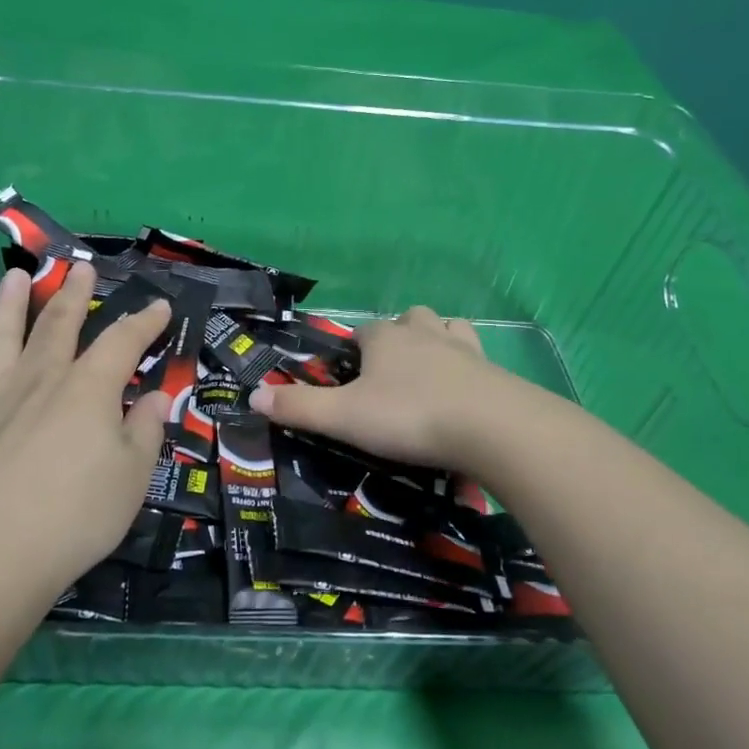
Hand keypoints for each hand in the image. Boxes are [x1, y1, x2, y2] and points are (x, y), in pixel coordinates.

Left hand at [0, 262, 172, 602]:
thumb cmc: (72, 518)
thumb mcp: (131, 479)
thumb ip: (145, 432)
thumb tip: (156, 398)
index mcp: (88, 389)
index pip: (122, 341)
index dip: (144, 322)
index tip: (158, 305)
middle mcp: (39, 380)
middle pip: (58, 324)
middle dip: (73, 294)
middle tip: (80, 268)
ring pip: (2, 336)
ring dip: (11, 304)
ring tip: (15, 276)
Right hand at [249, 306, 499, 470]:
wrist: (492, 428)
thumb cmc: (410, 416)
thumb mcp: (345, 417)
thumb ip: (299, 407)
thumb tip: (254, 394)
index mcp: (385, 338)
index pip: (362, 332)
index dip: (354, 351)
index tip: (350, 378)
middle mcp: (424, 332)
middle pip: (408, 320)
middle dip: (398, 337)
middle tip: (390, 376)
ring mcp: (464, 348)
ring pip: (446, 328)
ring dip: (436, 342)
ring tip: (429, 374)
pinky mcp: (494, 370)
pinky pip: (478, 357)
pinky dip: (469, 367)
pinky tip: (465, 390)